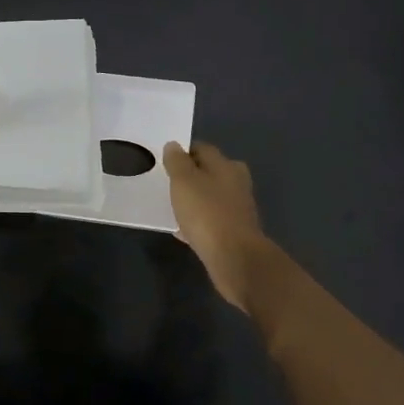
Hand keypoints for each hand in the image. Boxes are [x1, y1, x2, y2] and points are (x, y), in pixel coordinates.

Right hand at [163, 141, 271, 311]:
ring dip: (194, 200)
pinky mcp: (235, 232)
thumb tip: (174, 145)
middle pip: (210, 173)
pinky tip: (182, 231)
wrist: (235, 259)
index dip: (183, 152)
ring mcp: (238, 209)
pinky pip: (211, 220)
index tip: (165, 161)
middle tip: (168, 183)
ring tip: (172, 207)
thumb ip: (177, 162)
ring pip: (211, 197)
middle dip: (190, 176)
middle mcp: (236, 183)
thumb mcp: (184, 181)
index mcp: (226, 165)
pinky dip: (198, 222)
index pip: (203, 149)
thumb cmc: (207, 213)